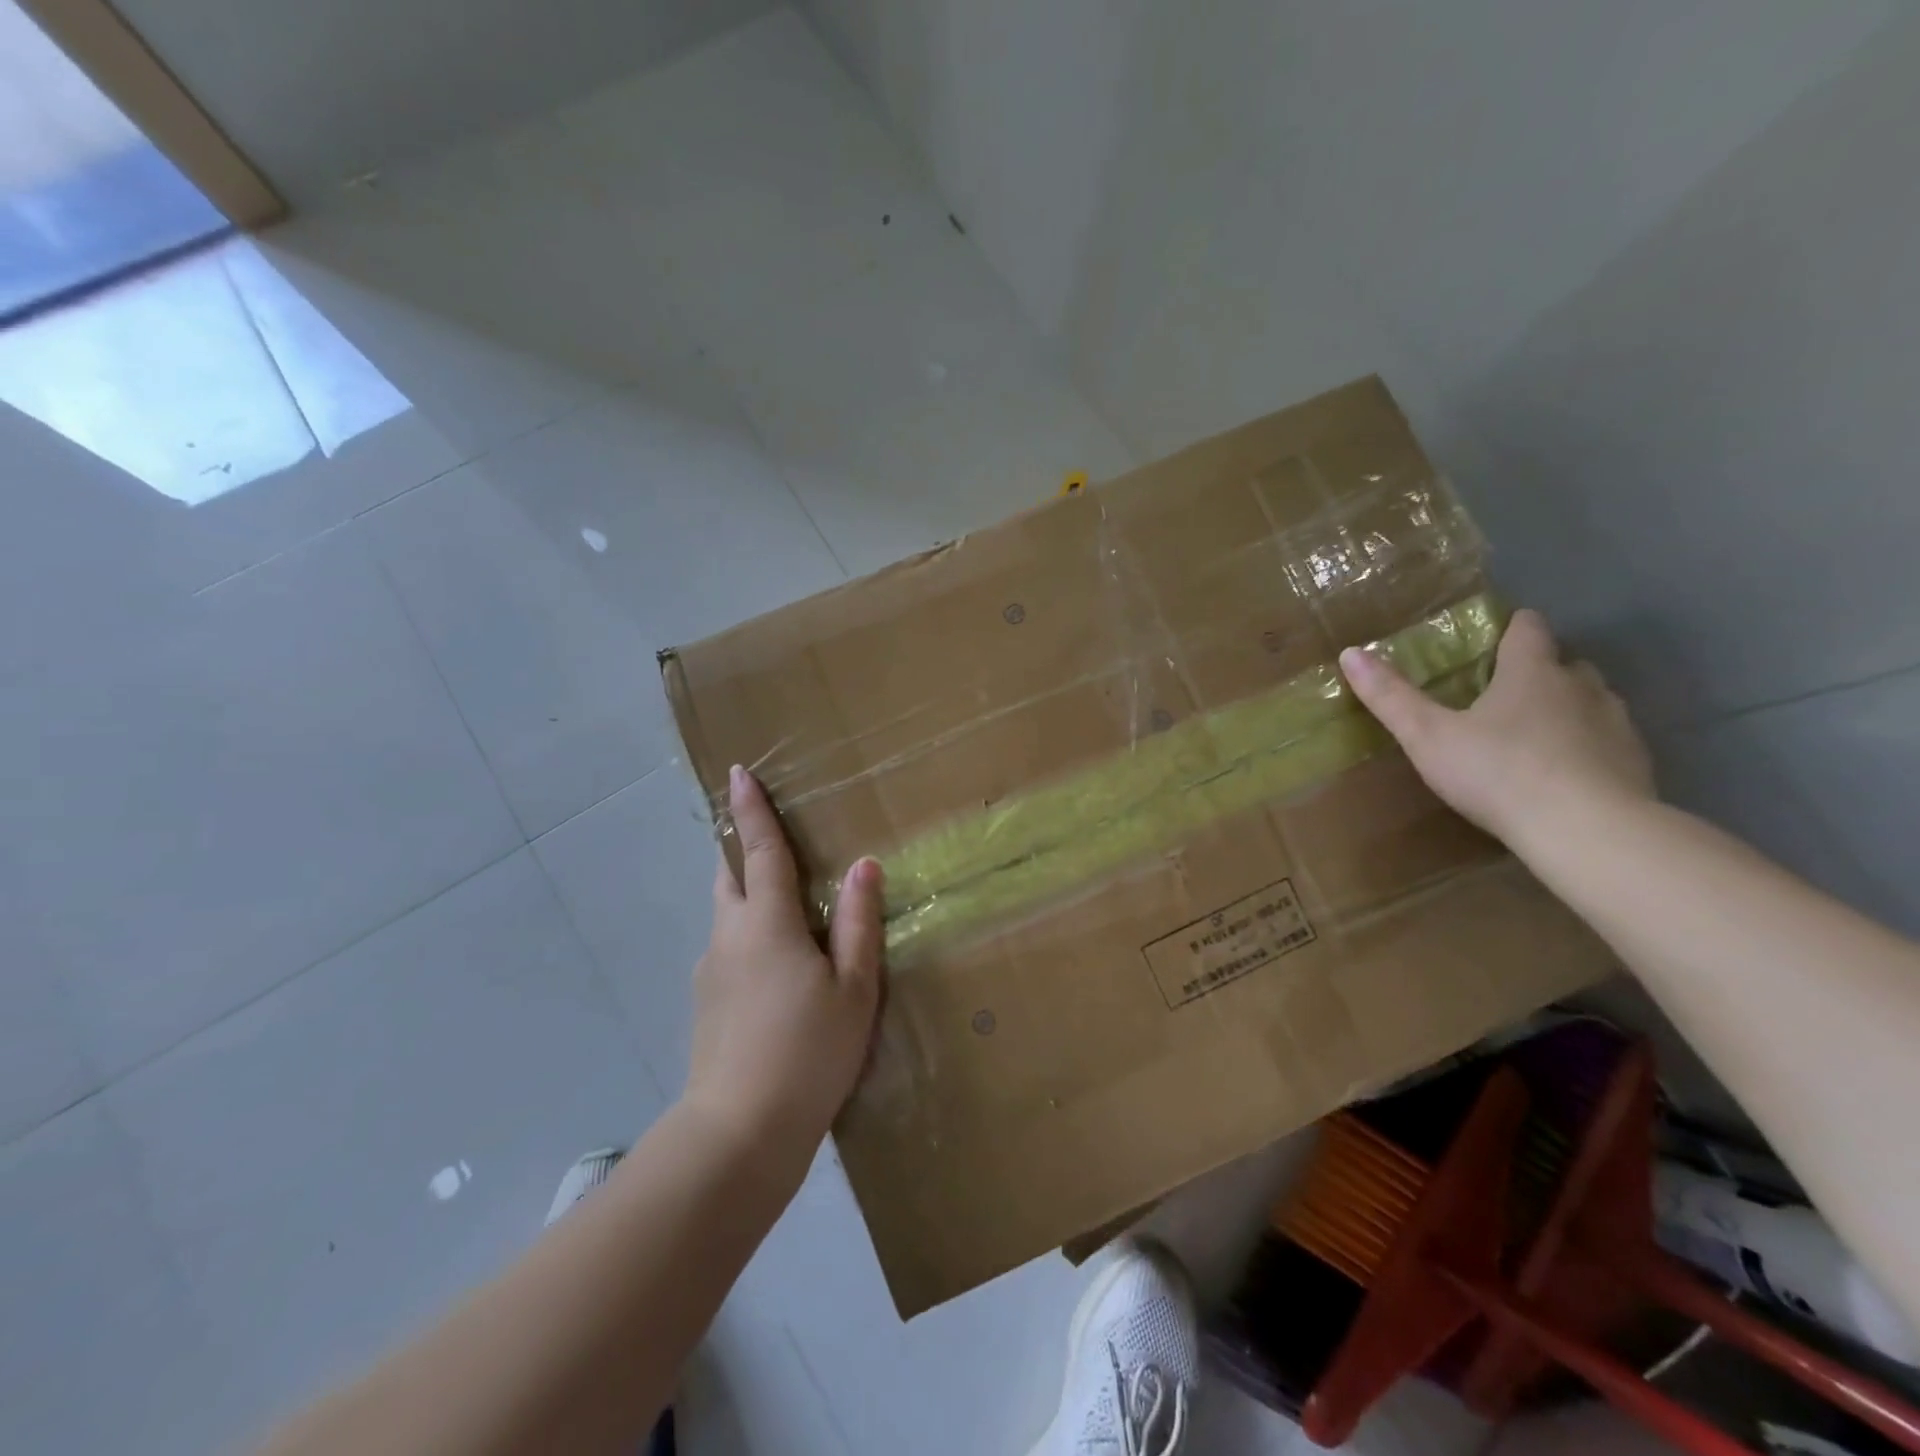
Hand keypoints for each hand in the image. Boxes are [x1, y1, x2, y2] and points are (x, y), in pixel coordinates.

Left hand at [684, 765, 884, 1162]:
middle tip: (761, 834)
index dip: (750, 810)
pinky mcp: (706, 1003)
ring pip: (726, 914)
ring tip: (780, 903)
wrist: (739, 1134)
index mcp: (766, 923)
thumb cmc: (808, 1052)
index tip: (737, 772)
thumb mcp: (853, 988)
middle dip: (739, 847)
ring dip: (745, 893)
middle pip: (729, 876)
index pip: (758, 850)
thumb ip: (856, 923)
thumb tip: (863, 865)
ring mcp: (711, 971)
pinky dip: (747, 934)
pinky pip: (728, 949)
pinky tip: (775, 968)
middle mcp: (729, 936)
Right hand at [1338, 608, 1654, 849]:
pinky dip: (1587, 748)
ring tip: (1533, 735)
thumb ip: (1391, 697)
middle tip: (1503, 693)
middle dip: (1539, 671)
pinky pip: (1609, 743)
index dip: (1512, 627)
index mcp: (1531, 673)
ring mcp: (1615, 725)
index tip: (1495, 635)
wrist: (1587, 830)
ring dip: (1567, 709)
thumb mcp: (1428, 736)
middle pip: (1565, 663)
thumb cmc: (1498, 772)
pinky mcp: (1636, 764)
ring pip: (1592, 702)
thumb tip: (1350, 653)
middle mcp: (1580, 688)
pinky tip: (1564, 776)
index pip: (1528, 629)